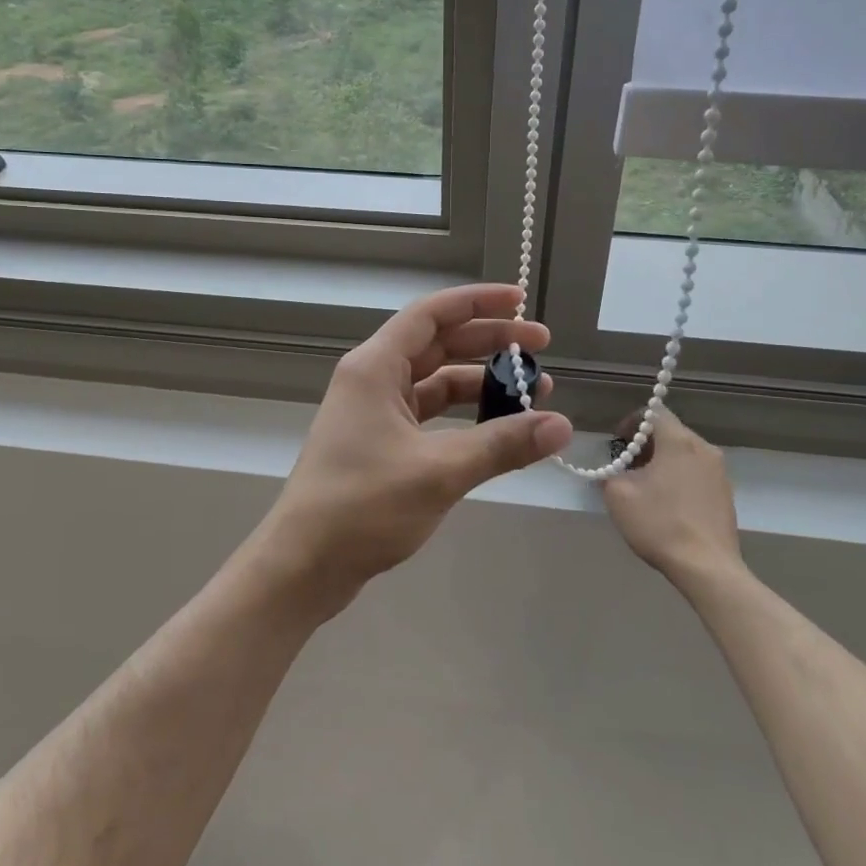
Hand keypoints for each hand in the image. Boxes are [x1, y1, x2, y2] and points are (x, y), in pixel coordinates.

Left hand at [256, 284, 574, 610]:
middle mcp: (373, 379)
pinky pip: (430, 413)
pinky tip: (499, 427)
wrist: (303, 564)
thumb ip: (502, 444)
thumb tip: (561, 425)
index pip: (431, 314)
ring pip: (436, 381)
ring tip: (532, 392)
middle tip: (540, 347)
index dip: (477, 301)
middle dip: (489, 341)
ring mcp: (374, 411)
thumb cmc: (363, 505)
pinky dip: (464, 415)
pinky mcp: (380, 442)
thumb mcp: (439, 471)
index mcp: (375, 367)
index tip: (520, 301)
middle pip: (438, 343)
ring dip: (481, 382)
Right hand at [600, 409, 742, 592]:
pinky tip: (668, 503)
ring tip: (647, 486)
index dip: (631, 422)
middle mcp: (704, 448)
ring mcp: (720, 471)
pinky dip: (680, 476)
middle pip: (670, 431)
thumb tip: (612, 472)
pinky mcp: (726, 493)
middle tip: (627, 467)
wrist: (707, 568)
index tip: (618, 444)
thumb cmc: (660, 524)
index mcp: (679, 441)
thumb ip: (609, 474)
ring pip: (685, 452)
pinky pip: (697, 472)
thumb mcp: (618, 496)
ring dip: (663, 460)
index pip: (654, 412)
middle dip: (646, 443)